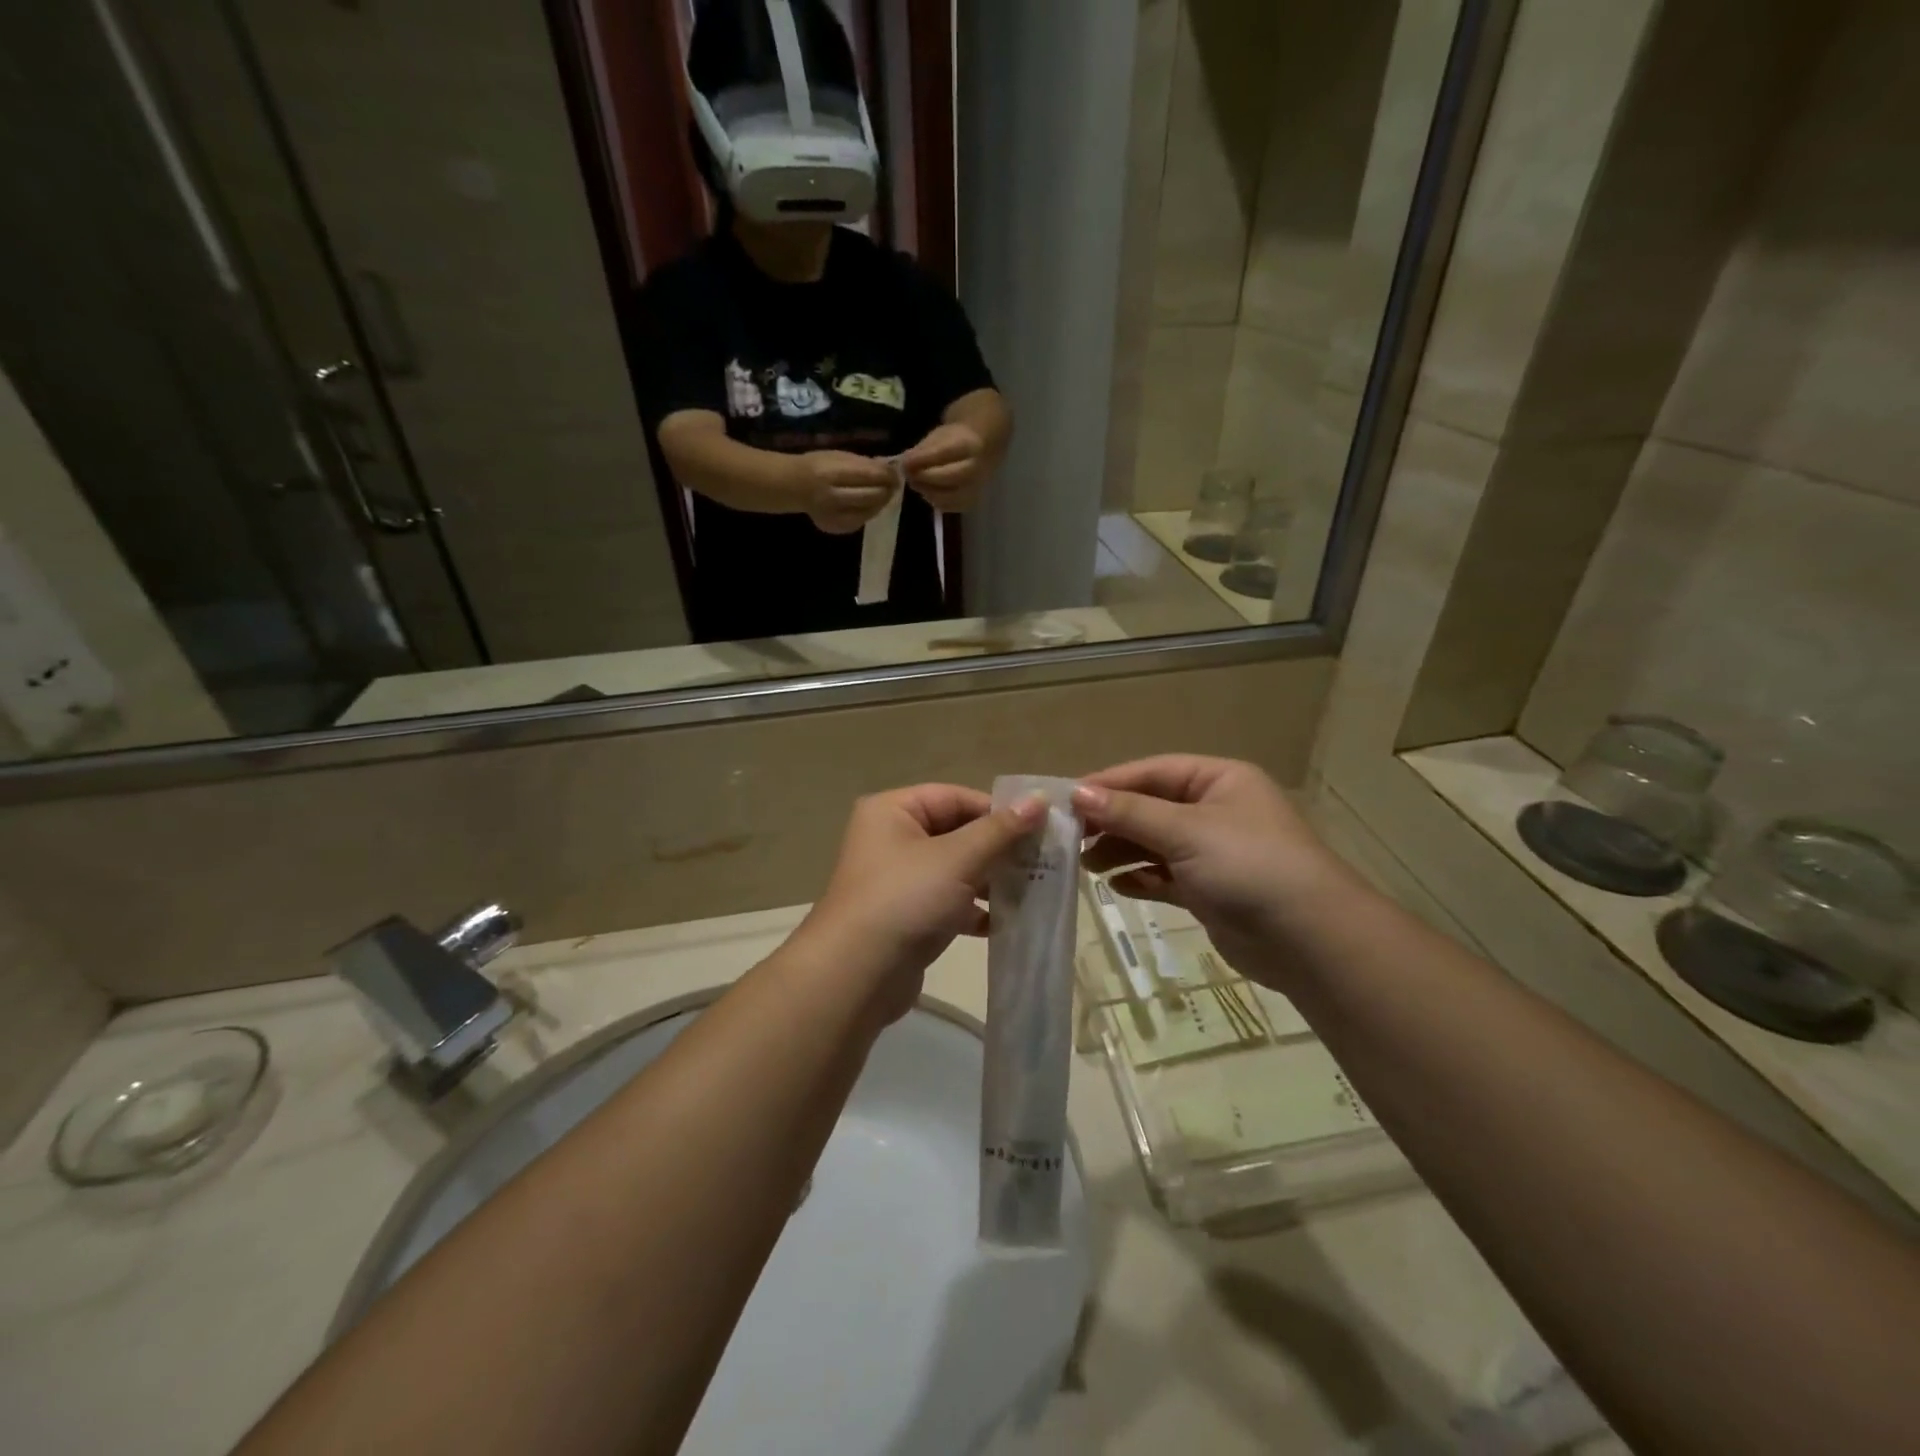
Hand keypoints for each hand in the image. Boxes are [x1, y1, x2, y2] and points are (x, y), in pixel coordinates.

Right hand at [794, 451, 897, 533]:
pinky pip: (861, 521)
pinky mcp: (836, 528)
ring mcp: (834, 516)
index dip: (887, 475)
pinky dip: (869, 512)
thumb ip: (864, 464)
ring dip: (881, 502)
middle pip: (872, 496)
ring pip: (870, 511)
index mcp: (832, 474)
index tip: (896, 473)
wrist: (794, 487)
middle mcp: (832, 497)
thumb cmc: (818, 466)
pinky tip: (870, 504)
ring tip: (885, 494)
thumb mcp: (839, 456)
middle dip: (887, 490)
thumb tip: (889, 469)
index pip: (870, 476)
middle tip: (894, 485)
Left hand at [795, 785, 1043, 1025]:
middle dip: (997, 849)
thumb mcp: (958, 859)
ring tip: (1029, 891)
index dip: (997, 811)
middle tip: (1041, 861)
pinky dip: (973, 909)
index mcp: (893, 811)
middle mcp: (890, 838)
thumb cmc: (906, 900)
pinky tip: (1003, 922)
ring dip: (990, 880)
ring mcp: (897, 880)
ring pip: (955, 869)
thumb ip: (1000, 830)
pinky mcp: (905, 916)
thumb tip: (1039, 798)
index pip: (955, 797)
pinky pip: (947, 902)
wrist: (856, 976)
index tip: (1039, 830)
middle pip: (956, 832)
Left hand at [898, 423, 987, 510]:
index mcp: (969, 445)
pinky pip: (947, 507)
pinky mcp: (969, 503)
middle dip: (925, 477)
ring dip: (926, 490)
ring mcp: (975, 489)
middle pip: (949, 476)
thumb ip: (922, 450)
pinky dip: (933, 500)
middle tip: (909, 474)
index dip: (923, 458)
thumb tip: (905, 464)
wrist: (977, 453)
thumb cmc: (953, 442)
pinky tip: (927, 491)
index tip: (905, 461)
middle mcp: (977, 469)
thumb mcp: (937, 437)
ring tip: (916, 482)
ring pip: (947, 496)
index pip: (945, 453)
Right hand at [1074, 756, 1348, 989]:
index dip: (1109, 783)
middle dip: (1112, 821)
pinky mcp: (1210, 890)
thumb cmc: (1248, 866)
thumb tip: (1077, 793)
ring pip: (1154, 843)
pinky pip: (1165, 877)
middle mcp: (1215, 810)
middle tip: (1070, 836)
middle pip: (1150, 807)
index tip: (1066, 798)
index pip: (1152, 772)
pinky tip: (1116, 887)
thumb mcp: (1186, 831)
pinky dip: (1141, 879)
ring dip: (1121, 851)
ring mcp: (1213, 852)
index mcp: (1219, 780)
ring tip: (1085, 865)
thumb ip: (1130, 813)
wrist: (1309, 940)